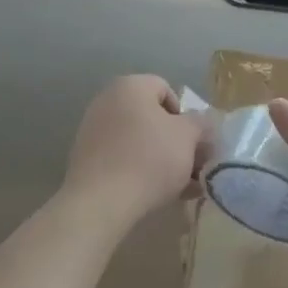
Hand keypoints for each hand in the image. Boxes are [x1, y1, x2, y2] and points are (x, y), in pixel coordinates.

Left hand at [61, 75, 207, 227]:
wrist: (101, 202)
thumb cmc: (149, 159)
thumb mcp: (188, 137)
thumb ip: (200, 123)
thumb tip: (201, 123)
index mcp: (130, 86)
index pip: (166, 89)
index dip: (185, 116)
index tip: (193, 142)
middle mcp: (107, 100)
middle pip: (152, 117)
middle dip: (175, 141)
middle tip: (191, 167)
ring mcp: (93, 129)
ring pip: (138, 140)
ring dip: (161, 159)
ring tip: (180, 187)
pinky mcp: (86, 158)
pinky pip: (122, 157)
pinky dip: (140, 170)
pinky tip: (157, 194)